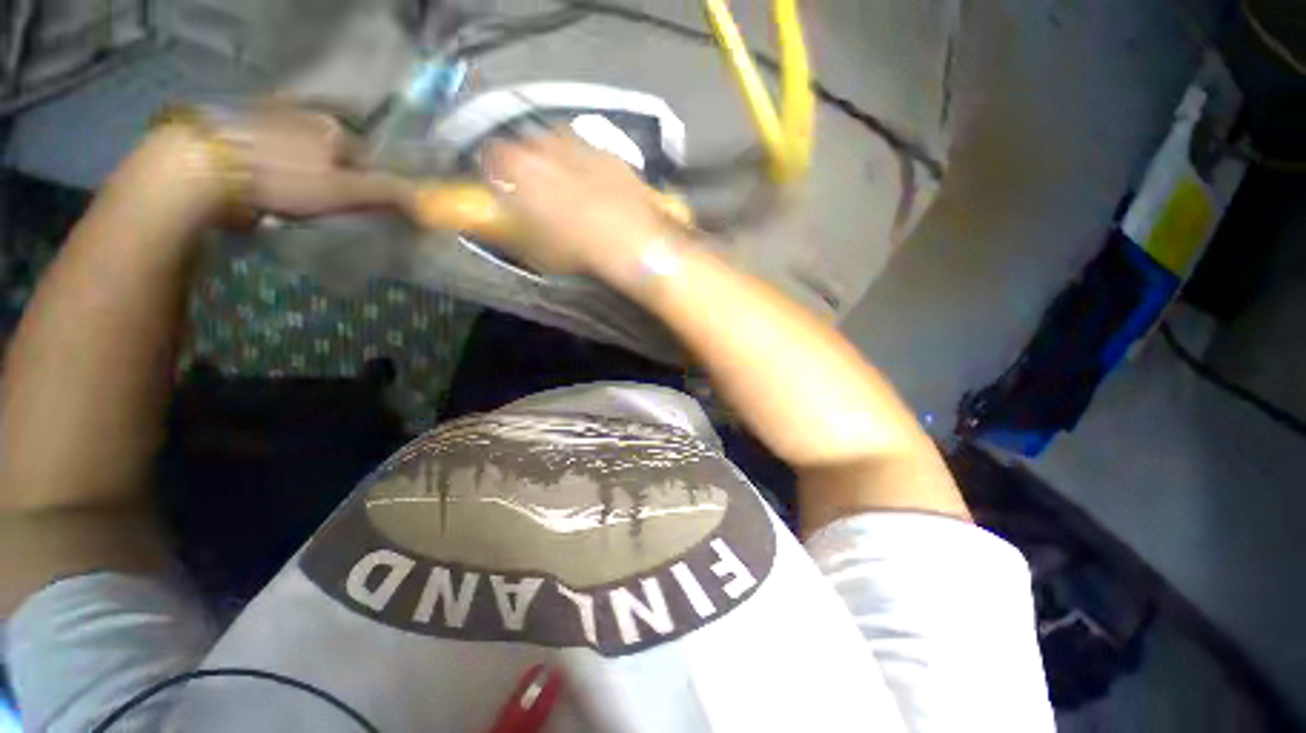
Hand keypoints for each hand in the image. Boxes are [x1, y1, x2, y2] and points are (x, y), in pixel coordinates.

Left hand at [141, 104, 407, 224]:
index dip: (367, 185)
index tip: (354, 207)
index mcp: (336, 128)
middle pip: (334, 149)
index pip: (368, 159)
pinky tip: (263, 177)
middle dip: (335, 174)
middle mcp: (307, 112)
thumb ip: (387, 193)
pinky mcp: (238, 120)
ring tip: (288, 192)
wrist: (201, 164)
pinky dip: (275, 159)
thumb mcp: (344, 192)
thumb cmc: (281, 179)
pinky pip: (271, 142)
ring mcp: (270, 112)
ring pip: (302, 145)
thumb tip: (426, 198)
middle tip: (319, 203)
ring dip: (304, 166)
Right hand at [482, 133, 683, 274]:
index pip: (490, 156)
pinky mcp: (610, 152)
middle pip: (525, 144)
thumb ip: (512, 227)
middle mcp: (546, 144)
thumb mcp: (534, 249)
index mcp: (518, 166)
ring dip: (556, 159)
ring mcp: (581, 143)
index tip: (501, 188)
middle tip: (536, 189)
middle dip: (526, 163)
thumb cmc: (576, 249)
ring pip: (558, 142)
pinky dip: (586, 165)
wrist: (631, 239)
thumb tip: (507, 218)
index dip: (494, 173)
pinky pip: (589, 152)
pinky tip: (597, 187)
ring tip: (567, 186)